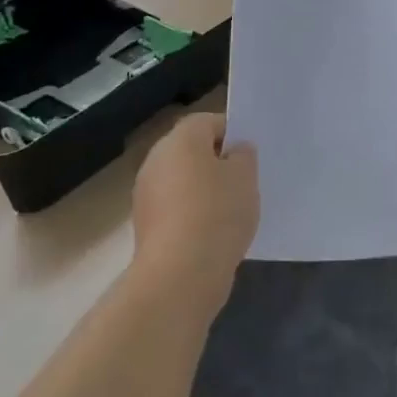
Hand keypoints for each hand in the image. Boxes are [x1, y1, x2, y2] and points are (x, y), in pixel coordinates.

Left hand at [131, 113, 258, 307]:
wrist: (179, 275)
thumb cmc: (217, 213)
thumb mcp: (245, 176)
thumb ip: (243, 155)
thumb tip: (233, 151)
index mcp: (180, 139)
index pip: (209, 122)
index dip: (233, 134)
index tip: (250, 156)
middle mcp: (156, 160)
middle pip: (192, 151)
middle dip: (217, 163)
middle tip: (244, 181)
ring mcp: (146, 194)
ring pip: (183, 181)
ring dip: (204, 190)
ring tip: (231, 210)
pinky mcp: (145, 226)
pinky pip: (176, 208)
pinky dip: (192, 214)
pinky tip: (213, 233)